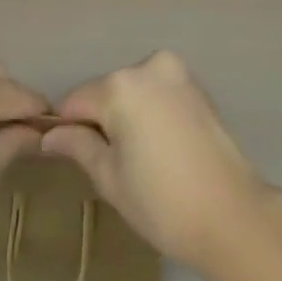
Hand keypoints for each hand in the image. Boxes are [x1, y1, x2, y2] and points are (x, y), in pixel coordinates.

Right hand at [41, 50, 269, 268]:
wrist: (233, 214)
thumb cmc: (163, 203)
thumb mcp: (110, 179)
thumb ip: (78, 146)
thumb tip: (49, 135)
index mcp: (120, 85)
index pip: (76, 101)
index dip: (68, 129)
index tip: (71, 157)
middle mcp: (146, 66)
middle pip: (105, 91)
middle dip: (101, 119)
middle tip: (111, 165)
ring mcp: (175, 71)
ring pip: (132, 89)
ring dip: (127, 114)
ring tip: (140, 159)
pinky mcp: (195, 84)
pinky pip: (157, 91)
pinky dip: (151, 111)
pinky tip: (162, 147)